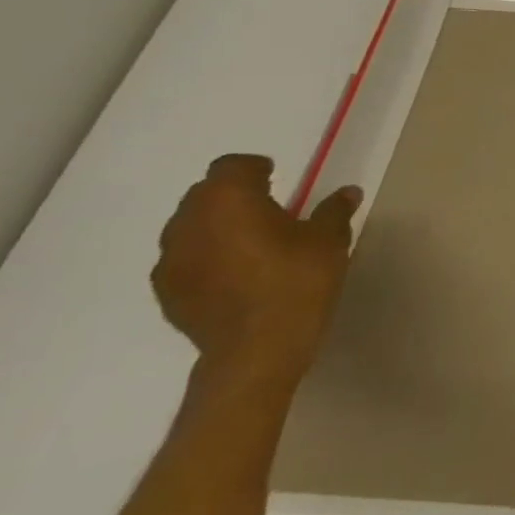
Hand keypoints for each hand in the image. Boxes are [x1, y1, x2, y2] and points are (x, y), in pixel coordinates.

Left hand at [152, 154, 361, 391]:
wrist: (257, 348)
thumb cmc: (298, 282)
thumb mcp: (330, 240)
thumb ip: (334, 211)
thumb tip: (347, 192)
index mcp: (229, 201)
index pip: (231, 166)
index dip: (254, 168)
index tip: (276, 177)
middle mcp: (190, 222)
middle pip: (204, 194)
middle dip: (232, 195)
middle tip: (268, 208)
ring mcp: (171, 258)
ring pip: (190, 226)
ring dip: (216, 225)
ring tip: (250, 241)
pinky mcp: (166, 289)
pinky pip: (185, 257)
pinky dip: (206, 254)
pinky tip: (235, 272)